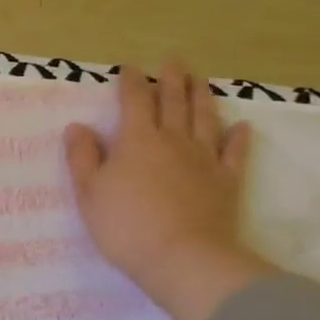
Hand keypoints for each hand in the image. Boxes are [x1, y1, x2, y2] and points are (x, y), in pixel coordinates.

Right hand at [63, 58, 274, 319]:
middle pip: (173, 102)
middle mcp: (173, 140)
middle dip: (171, 79)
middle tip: (173, 61)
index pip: (134, 101)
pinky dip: (238, 138)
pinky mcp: (226, 182)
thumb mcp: (89, 193)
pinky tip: (241, 127)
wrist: (183, 258)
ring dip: (202, 97)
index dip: (131, 82)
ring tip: (201, 80)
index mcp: (137, 140)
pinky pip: (234, 154)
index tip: (129, 69)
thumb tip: (78, 127)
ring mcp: (204, 160)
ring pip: (205, 119)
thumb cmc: (126, 226)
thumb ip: (82, 157)